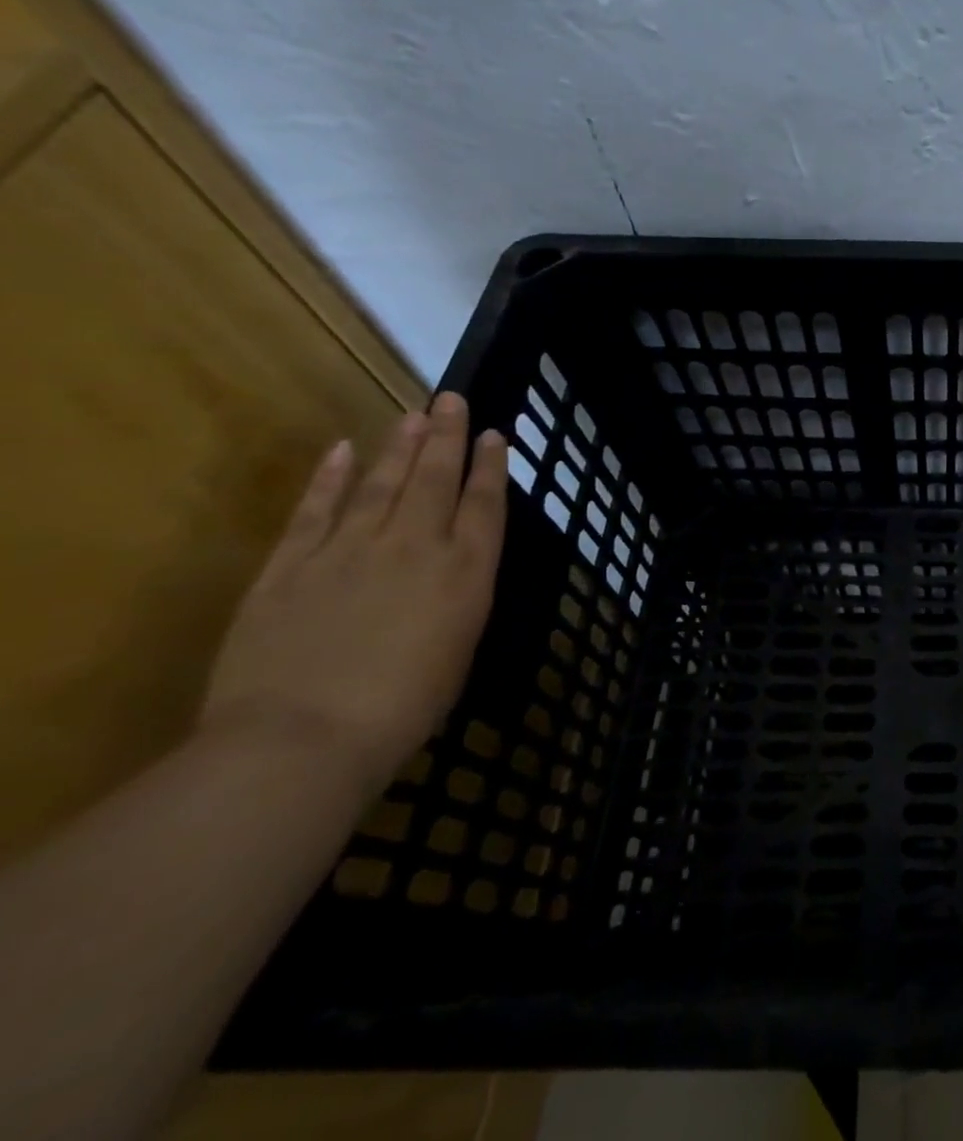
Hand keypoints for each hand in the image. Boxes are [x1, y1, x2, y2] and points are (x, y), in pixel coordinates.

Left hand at [199, 393, 508, 790]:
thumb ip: (458, 598)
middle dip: (447, 437)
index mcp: (465, 572)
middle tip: (452, 400)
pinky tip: (342, 449)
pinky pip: (315, 511)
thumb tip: (454, 571)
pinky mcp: (290, 566)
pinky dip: (330, 478)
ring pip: (381, 484)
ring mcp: (349, 551)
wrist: (301, 740)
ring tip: (413, 414)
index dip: (490, 466)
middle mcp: (415, 547)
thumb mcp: (458, 649)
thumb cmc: (403, 708)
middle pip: (435, 480)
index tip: (494, 433)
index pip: (484, 505)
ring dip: (399, 447)